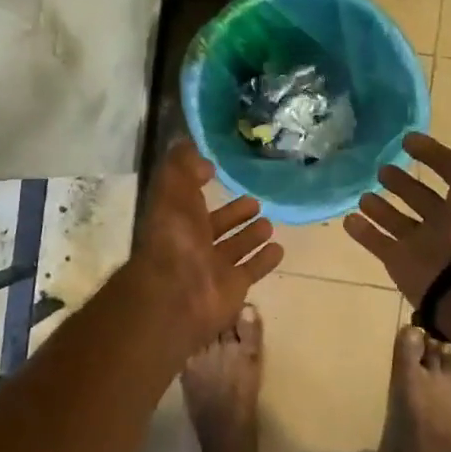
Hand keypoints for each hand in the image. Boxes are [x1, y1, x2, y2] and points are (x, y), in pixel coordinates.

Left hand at [128, 141, 283, 350]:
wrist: (178, 295)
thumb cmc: (174, 238)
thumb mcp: (171, 190)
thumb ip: (182, 166)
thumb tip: (201, 157)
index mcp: (175, 219)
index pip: (189, 198)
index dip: (201, 184)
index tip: (220, 169)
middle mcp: (192, 243)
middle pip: (215, 225)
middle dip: (234, 213)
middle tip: (256, 200)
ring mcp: (213, 267)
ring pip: (235, 247)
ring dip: (251, 235)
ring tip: (270, 222)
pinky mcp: (233, 287)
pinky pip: (251, 269)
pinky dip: (264, 260)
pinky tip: (279, 248)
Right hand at [342, 88, 450, 303]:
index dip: (433, 154)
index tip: (408, 139)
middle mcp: (448, 219)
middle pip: (423, 196)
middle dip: (405, 181)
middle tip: (382, 166)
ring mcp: (423, 242)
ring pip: (399, 220)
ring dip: (382, 206)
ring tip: (363, 192)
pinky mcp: (401, 261)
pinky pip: (378, 244)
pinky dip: (364, 232)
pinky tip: (348, 219)